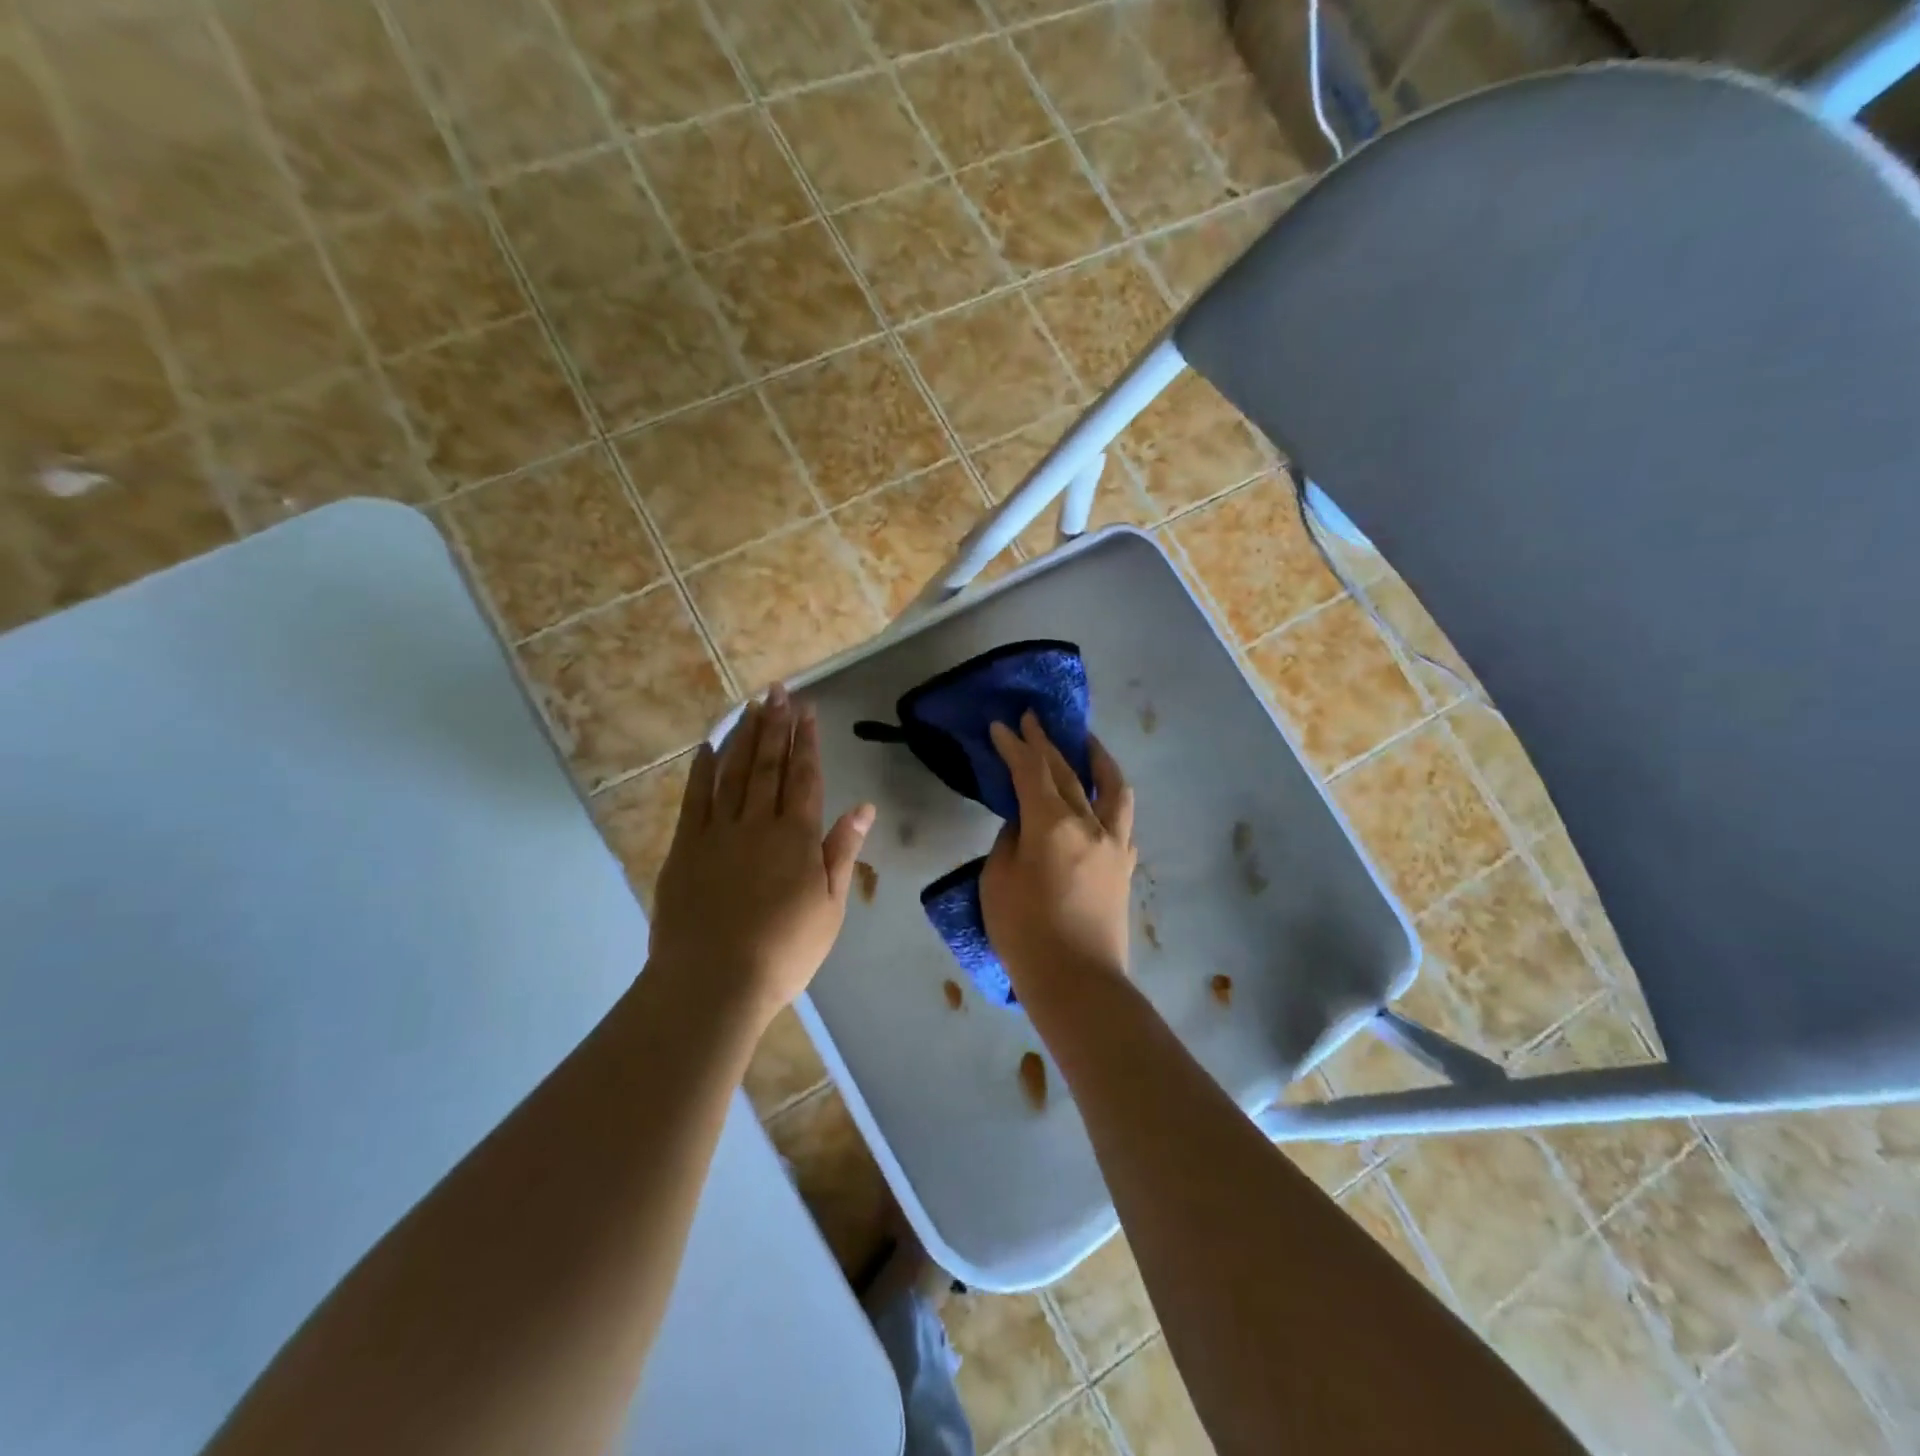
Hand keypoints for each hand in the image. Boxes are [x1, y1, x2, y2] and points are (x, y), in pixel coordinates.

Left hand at [647, 685, 875, 1025]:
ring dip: (744, 736)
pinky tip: (708, 747)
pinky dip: (702, 770)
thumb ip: (842, 852)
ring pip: (733, 772)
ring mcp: (718, 832)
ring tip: (752, 706)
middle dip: (776, 726)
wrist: (714, 981)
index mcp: (797, 837)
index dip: (807, 742)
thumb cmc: (784, 951)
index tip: (808, 710)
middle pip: (769, 764)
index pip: (805, 777)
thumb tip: (863, 807)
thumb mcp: (829, 907)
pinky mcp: (686, 847)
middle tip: (779, 692)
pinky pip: (695, 798)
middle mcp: (759, 823)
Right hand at [980, 713, 1136, 991]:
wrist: (1078, 982)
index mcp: (1053, 825)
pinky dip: (1108, 798)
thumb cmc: (1025, 934)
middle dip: (1046, 743)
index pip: (1031, 771)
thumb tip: (1024, 823)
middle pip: (1068, 771)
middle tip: (1033, 720)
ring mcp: (1115, 843)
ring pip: (1112, 787)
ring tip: (1085, 743)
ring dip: (1096, 759)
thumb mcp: (997, 882)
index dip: (1015, 745)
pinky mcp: (1124, 865)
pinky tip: (1099, 799)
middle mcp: (1090, 824)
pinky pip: (1122, 819)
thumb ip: (1010, 842)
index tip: (1003, 725)